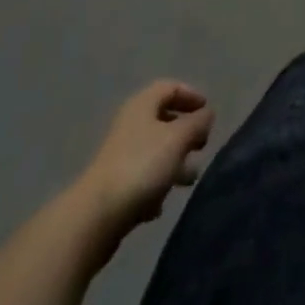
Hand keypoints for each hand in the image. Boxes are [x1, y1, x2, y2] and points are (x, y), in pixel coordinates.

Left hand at [75, 82, 214, 243]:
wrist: (96, 217)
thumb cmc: (141, 166)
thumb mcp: (178, 139)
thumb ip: (197, 123)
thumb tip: (208, 113)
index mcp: (143, 105)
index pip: (170, 87)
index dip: (191, 95)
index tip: (208, 110)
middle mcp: (130, 124)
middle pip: (163, 120)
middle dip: (186, 132)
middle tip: (202, 145)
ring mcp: (120, 156)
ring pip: (155, 151)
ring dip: (175, 162)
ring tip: (190, 178)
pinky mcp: (115, 186)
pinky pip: (142, 178)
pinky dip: (156, 185)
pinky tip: (162, 204)